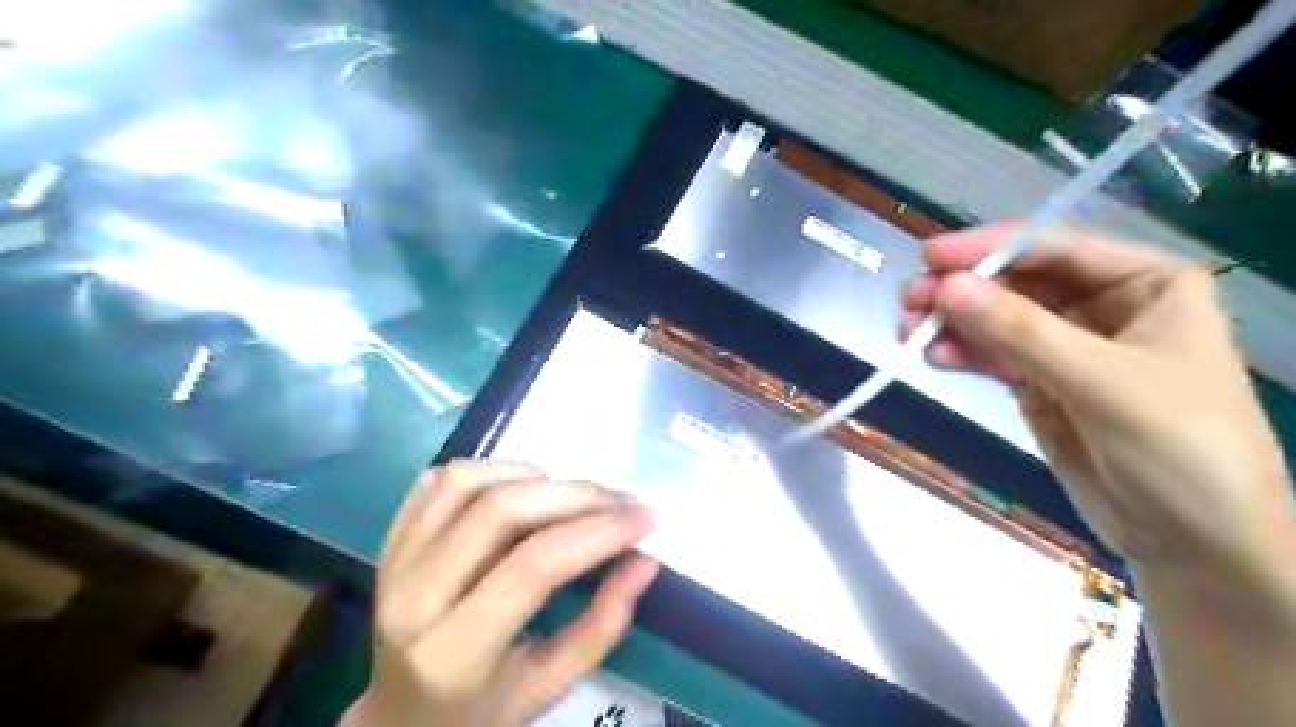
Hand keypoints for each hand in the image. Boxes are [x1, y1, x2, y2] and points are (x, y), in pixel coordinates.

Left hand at [343, 461, 659, 725]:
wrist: (398, 716)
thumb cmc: (480, 709)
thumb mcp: (549, 686)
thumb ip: (601, 625)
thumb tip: (645, 559)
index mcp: (453, 654)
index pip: (534, 566)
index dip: (598, 532)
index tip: (645, 518)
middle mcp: (413, 597)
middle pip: (501, 511)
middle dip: (577, 496)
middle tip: (622, 501)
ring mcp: (394, 561)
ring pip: (468, 482)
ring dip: (533, 477)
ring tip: (572, 497)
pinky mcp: (391, 539)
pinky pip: (441, 480)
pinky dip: (491, 469)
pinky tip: (524, 488)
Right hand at [904, 223, 1295, 588]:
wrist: (1193, 542)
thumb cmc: (1178, 447)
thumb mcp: (1101, 382)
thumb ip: (1020, 331)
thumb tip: (945, 287)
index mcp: (1143, 283)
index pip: (1052, 249)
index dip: (987, 248)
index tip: (928, 256)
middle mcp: (1101, 306)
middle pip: (1015, 283)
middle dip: (961, 290)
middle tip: (910, 300)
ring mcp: (1065, 347)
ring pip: (996, 320)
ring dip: (952, 324)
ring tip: (909, 333)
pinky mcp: (1039, 384)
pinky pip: (992, 356)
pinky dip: (961, 355)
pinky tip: (934, 358)